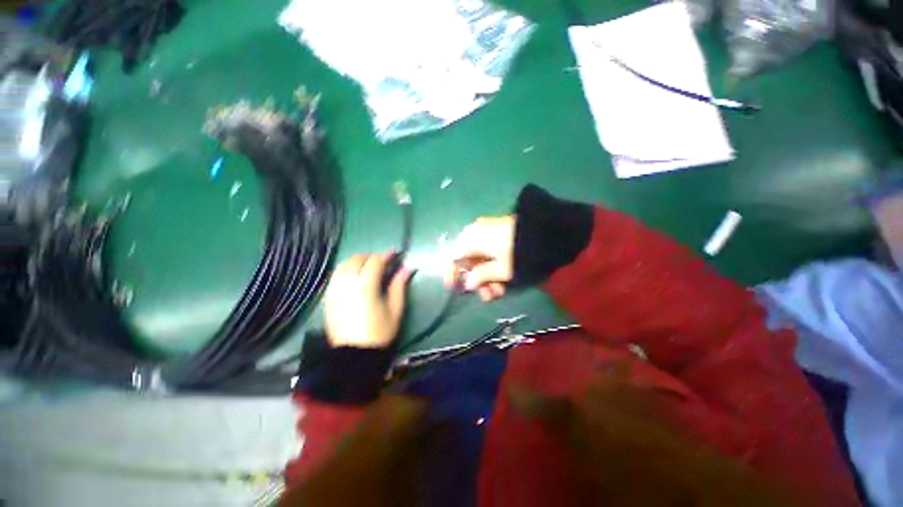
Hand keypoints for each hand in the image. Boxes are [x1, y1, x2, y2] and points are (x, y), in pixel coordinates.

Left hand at [325, 253, 412, 347]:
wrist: (353, 354)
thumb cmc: (379, 332)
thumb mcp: (395, 310)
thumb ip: (399, 286)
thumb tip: (407, 269)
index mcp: (366, 287)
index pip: (375, 262)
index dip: (386, 255)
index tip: (395, 253)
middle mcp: (347, 284)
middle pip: (357, 259)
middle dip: (371, 256)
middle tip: (383, 261)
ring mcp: (335, 290)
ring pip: (344, 265)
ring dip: (357, 261)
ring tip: (369, 266)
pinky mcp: (329, 297)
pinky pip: (336, 276)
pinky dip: (346, 270)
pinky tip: (355, 276)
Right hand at [445, 215, 515, 301]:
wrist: (545, 231)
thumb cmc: (517, 252)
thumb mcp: (500, 269)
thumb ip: (480, 277)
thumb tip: (468, 284)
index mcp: (469, 239)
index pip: (451, 257)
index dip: (450, 273)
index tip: (454, 288)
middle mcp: (473, 233)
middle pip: (467, 260)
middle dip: (476, 280)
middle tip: (486, 295)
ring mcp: (485, 231)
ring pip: (478, 258)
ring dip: (486, 277)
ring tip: (498, 292)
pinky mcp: (496, 232)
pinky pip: (487, 251)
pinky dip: (492, 266)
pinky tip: (503, 280)